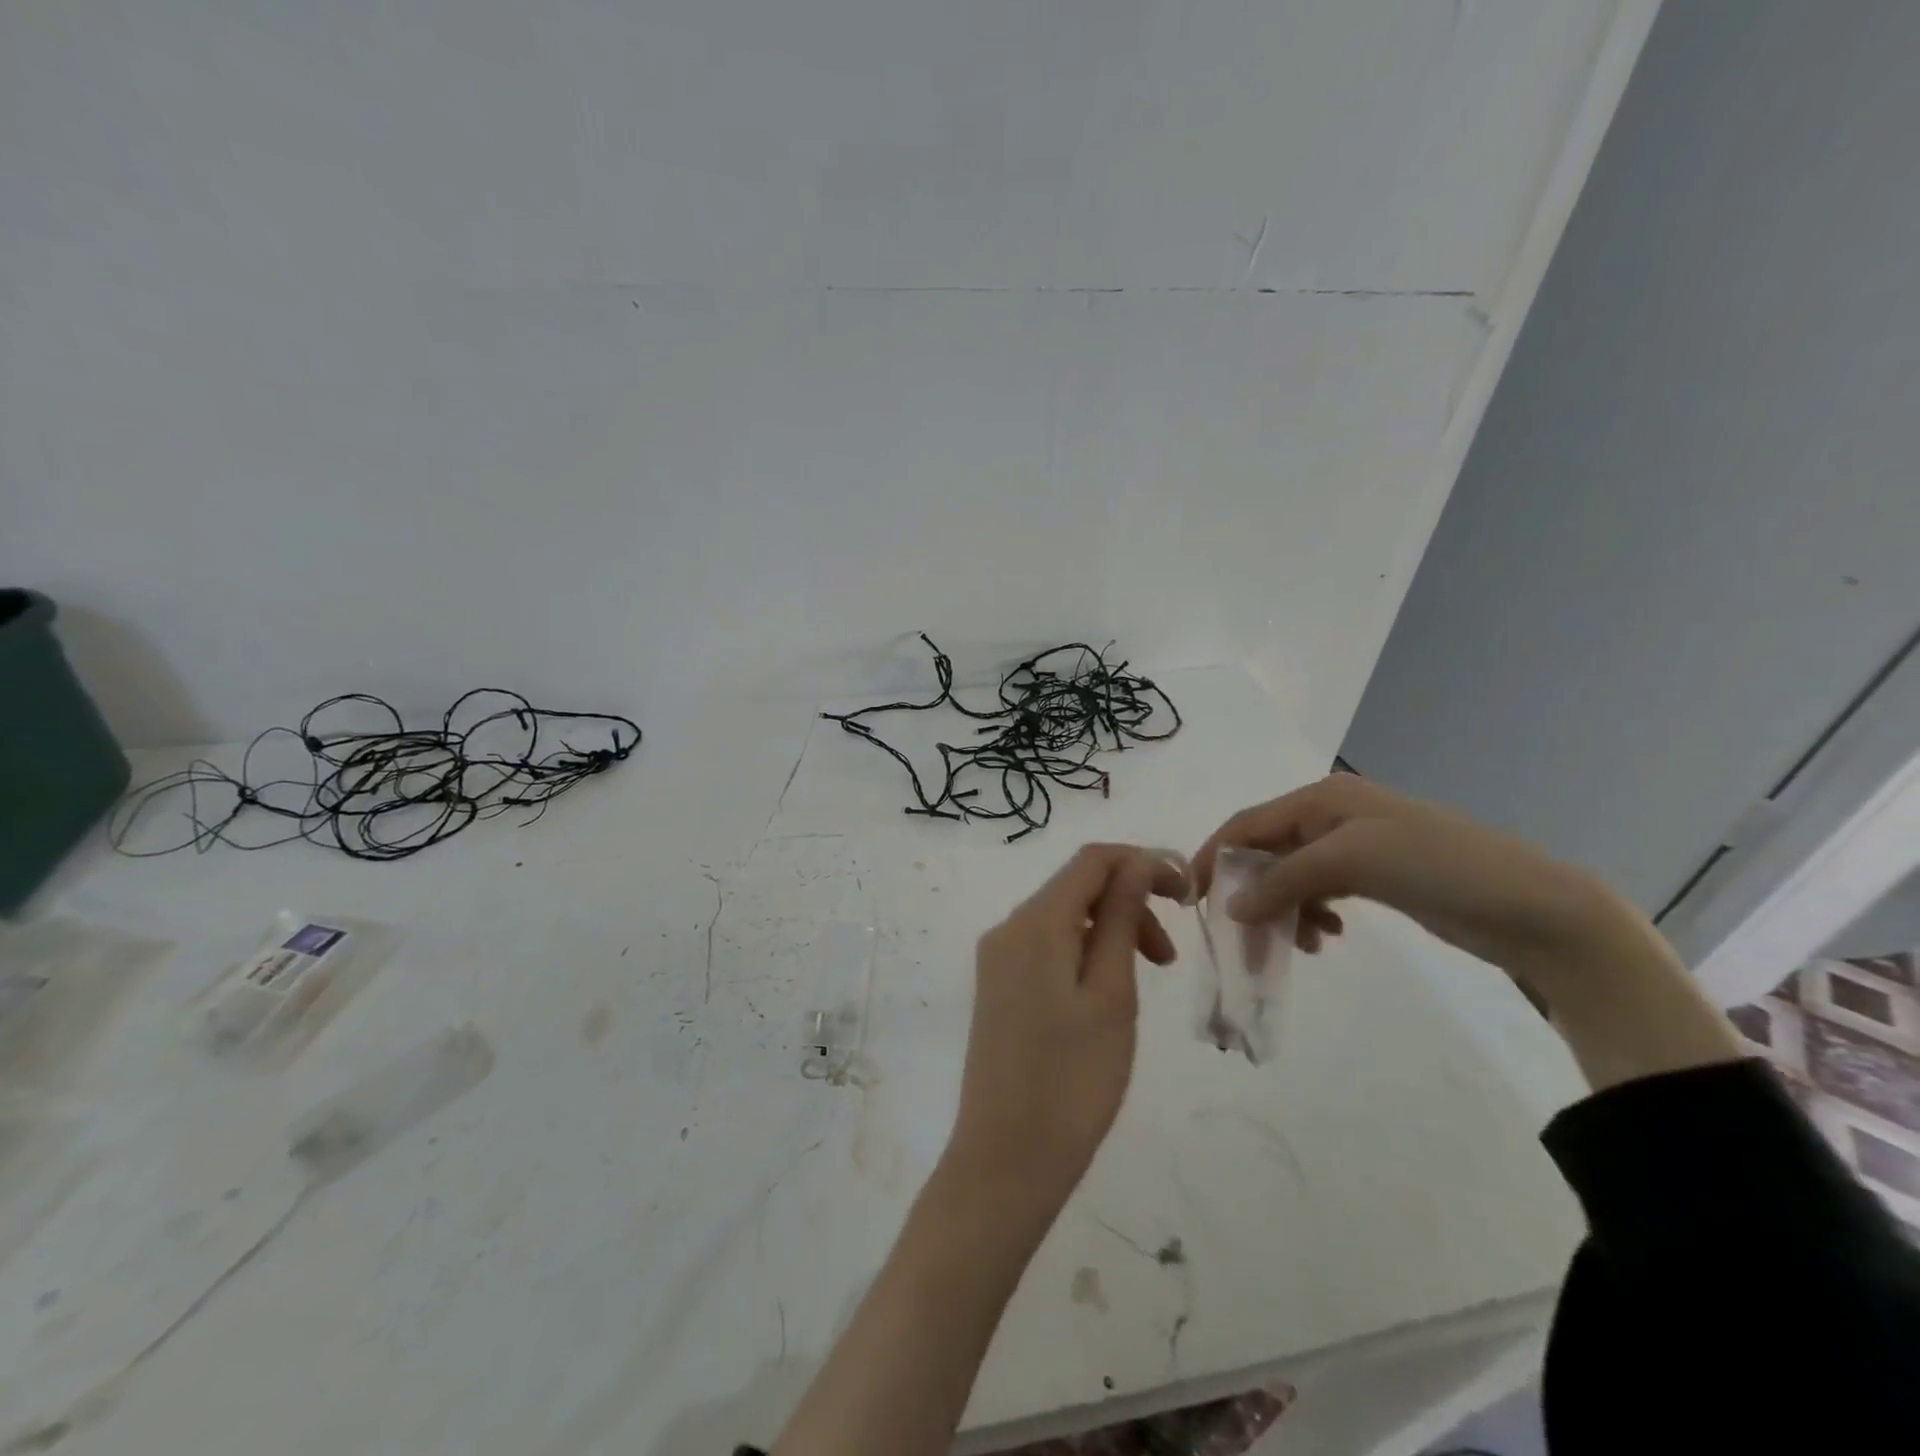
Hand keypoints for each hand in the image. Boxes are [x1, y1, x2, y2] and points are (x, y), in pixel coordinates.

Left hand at [945, 844, 1187, 1212]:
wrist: (1005, 1159)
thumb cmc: (1072, 1080)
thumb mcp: (1110, 994)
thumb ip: (1120, 919)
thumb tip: (1136, 862)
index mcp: (1034, 922)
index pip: (1091, 860)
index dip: (1141, 862)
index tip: (1187, 894)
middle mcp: (1008, 928)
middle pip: (1076, 887)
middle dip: (1130, 902)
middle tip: (1171, 957)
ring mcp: (998, 958)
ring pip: (1064, 918)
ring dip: (1111, 930)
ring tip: (1148, 976)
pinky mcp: (998, 986)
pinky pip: (1047, 946)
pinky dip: (1085, 951)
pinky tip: (1108, 991)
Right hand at [1193, 775, 1640, 990]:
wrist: (1533, 907)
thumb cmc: (1436, 867)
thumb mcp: (1349, 862)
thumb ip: (1283, 880)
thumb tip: (1231, 907)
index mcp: (1320, 799)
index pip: (1246, 824)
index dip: (1213, 857)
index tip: (1192, 900)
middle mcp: (1331, 815)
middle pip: (1267, 853)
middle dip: (1252, 894)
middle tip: (1246, 941)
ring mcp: (1355, 845)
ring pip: (1292, 877)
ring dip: (1284, 911)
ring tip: (1301, 945)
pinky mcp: (1375, 875)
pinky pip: (1321, 892)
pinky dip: (1313, 915)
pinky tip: (1327, 937)